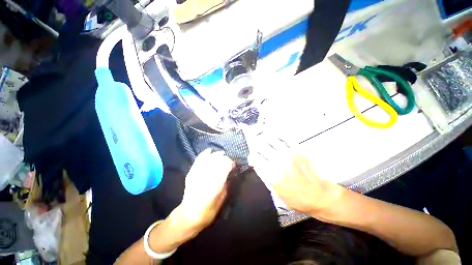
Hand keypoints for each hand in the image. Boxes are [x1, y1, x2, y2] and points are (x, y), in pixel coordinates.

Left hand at [179, 149, 234, 230]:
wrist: (189, 214)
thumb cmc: (209, 209)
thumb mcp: (223, 197)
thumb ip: (227, 182)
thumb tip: (231, 172)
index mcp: (216, 182)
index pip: (226, 164)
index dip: (231, 163)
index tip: (234, 166)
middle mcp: (206, 174)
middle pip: (218, 158)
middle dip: (225, 158)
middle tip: (228, 162)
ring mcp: (197, 172)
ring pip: (210, 156)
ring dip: (217, 155)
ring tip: (221, 156)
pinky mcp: (192, 171)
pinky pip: (199, 158)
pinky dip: (206, 153)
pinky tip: (210, 152)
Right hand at [247, 135, 343, 215]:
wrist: (319, 196)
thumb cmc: (296, 198)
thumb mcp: (276, 191)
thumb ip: (265, 176)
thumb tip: (257, 164)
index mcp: (272, 174)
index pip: (256, 159)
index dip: (252, 156)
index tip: (252, 156)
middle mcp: (278, 162)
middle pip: (262, 148)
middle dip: (256, 145)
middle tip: (255, 144)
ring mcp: (288, 155)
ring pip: (272, 141)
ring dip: (265, 137)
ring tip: (262, 135)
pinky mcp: (298, 151)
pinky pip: (285, 139)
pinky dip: (278, 135)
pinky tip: (274, 133)